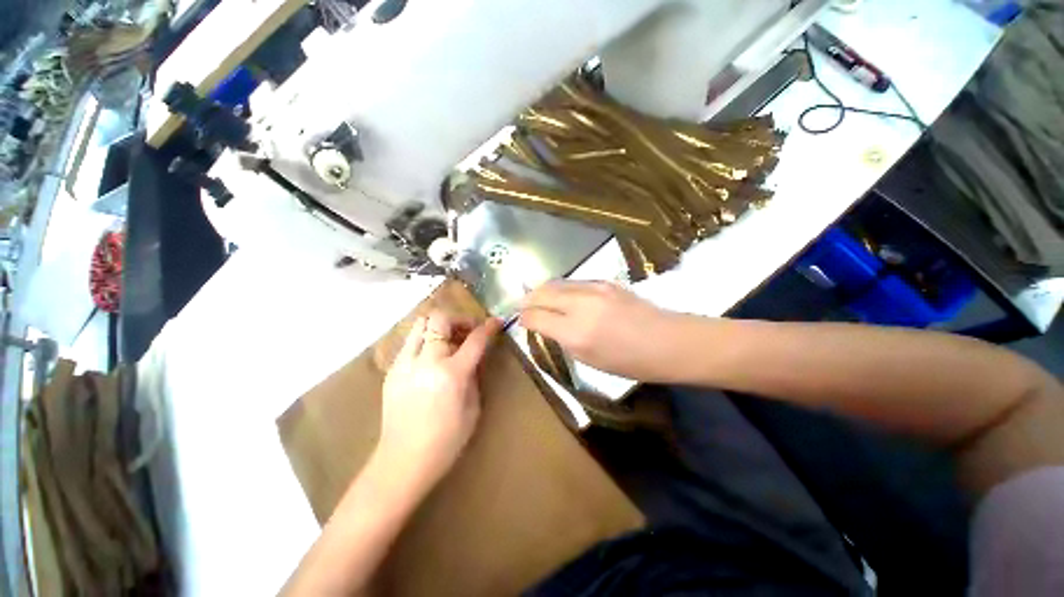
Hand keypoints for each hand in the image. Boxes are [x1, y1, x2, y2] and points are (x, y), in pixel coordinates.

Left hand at [378, 311, 501, 487]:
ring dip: (439, 326)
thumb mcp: (473, 407)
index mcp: (451, 374)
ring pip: (420, 323)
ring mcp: (404, 364)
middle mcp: (426, 362)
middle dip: (459, 318)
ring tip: (449, 341)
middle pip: (440, 318)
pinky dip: (426, 340)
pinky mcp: (392, 370)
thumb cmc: (446, 441)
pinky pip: (411, 342)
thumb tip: (474, 356)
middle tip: (467, 331)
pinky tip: (432, 358)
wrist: (402, 462)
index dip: (488, 327)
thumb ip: (474, 375)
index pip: (474, 339)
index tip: (496, 322)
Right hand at [519, 281, 686, 381]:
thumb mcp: (589, 359)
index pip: (536, 317)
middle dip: (527, 299)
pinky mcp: (605, 281)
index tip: (519, 320)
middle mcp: (581, 305)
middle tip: (521, 305)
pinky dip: (560, 288)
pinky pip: (573, 281)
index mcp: (575, 332)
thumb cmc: (629, 361)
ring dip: (542, 290)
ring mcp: (594, 288)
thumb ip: (562, 338)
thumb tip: (544, 324)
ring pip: (556, 283)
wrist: (668, 341)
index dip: (523, 318)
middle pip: (542, 293)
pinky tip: (562, 295)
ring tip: (537, 298)